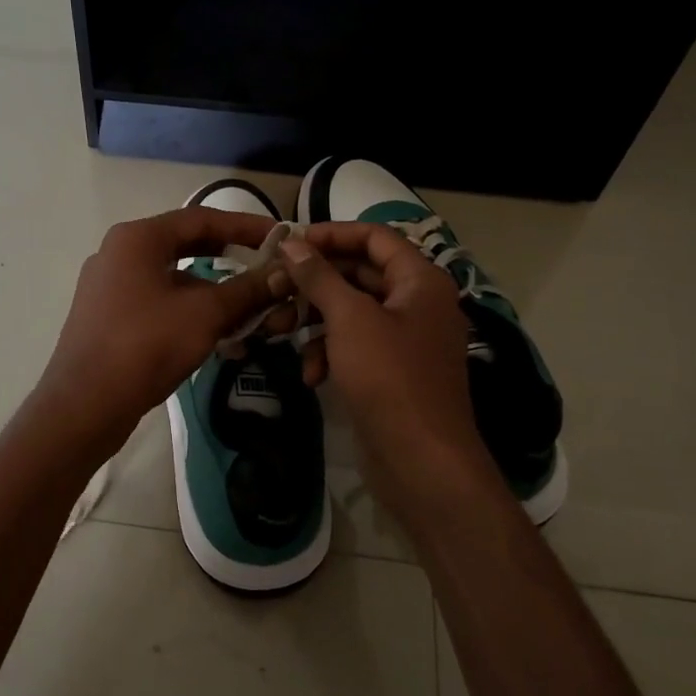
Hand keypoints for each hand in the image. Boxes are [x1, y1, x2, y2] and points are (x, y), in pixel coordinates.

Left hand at [35, 207, 288, 452]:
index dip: (246, 226)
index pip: (202, 218)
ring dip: (215, 292)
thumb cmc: (146, 346)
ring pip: (174, 279)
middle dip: (232, 259)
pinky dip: (191, 312)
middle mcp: (120, 253)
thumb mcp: (205, 314)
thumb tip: (283, 274)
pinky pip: (159, 303)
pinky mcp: (109, 317)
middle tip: (268, 268)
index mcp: (138, 238)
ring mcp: (110, 286)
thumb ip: (247, 290)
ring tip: (252, 312)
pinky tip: (220, 337)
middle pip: (187, 245)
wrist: (84, 405)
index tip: (281, 237)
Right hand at [279, 224, 499, 515]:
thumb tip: (291, 243)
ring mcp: (405, 339)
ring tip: (279, 332)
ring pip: (351, 312)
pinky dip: (329, 353)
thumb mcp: (349, 319)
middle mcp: (416, 302)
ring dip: (314, 321)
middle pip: (359, 274)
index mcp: (420, 280)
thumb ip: (319, 277)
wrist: (421, 461)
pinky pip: (354, 345)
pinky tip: (311, 375)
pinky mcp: (390, 371)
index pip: (375, 237)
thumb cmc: (389, 378)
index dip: (332, 234)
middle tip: (274, 287)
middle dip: (314, 283)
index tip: (290, 242)